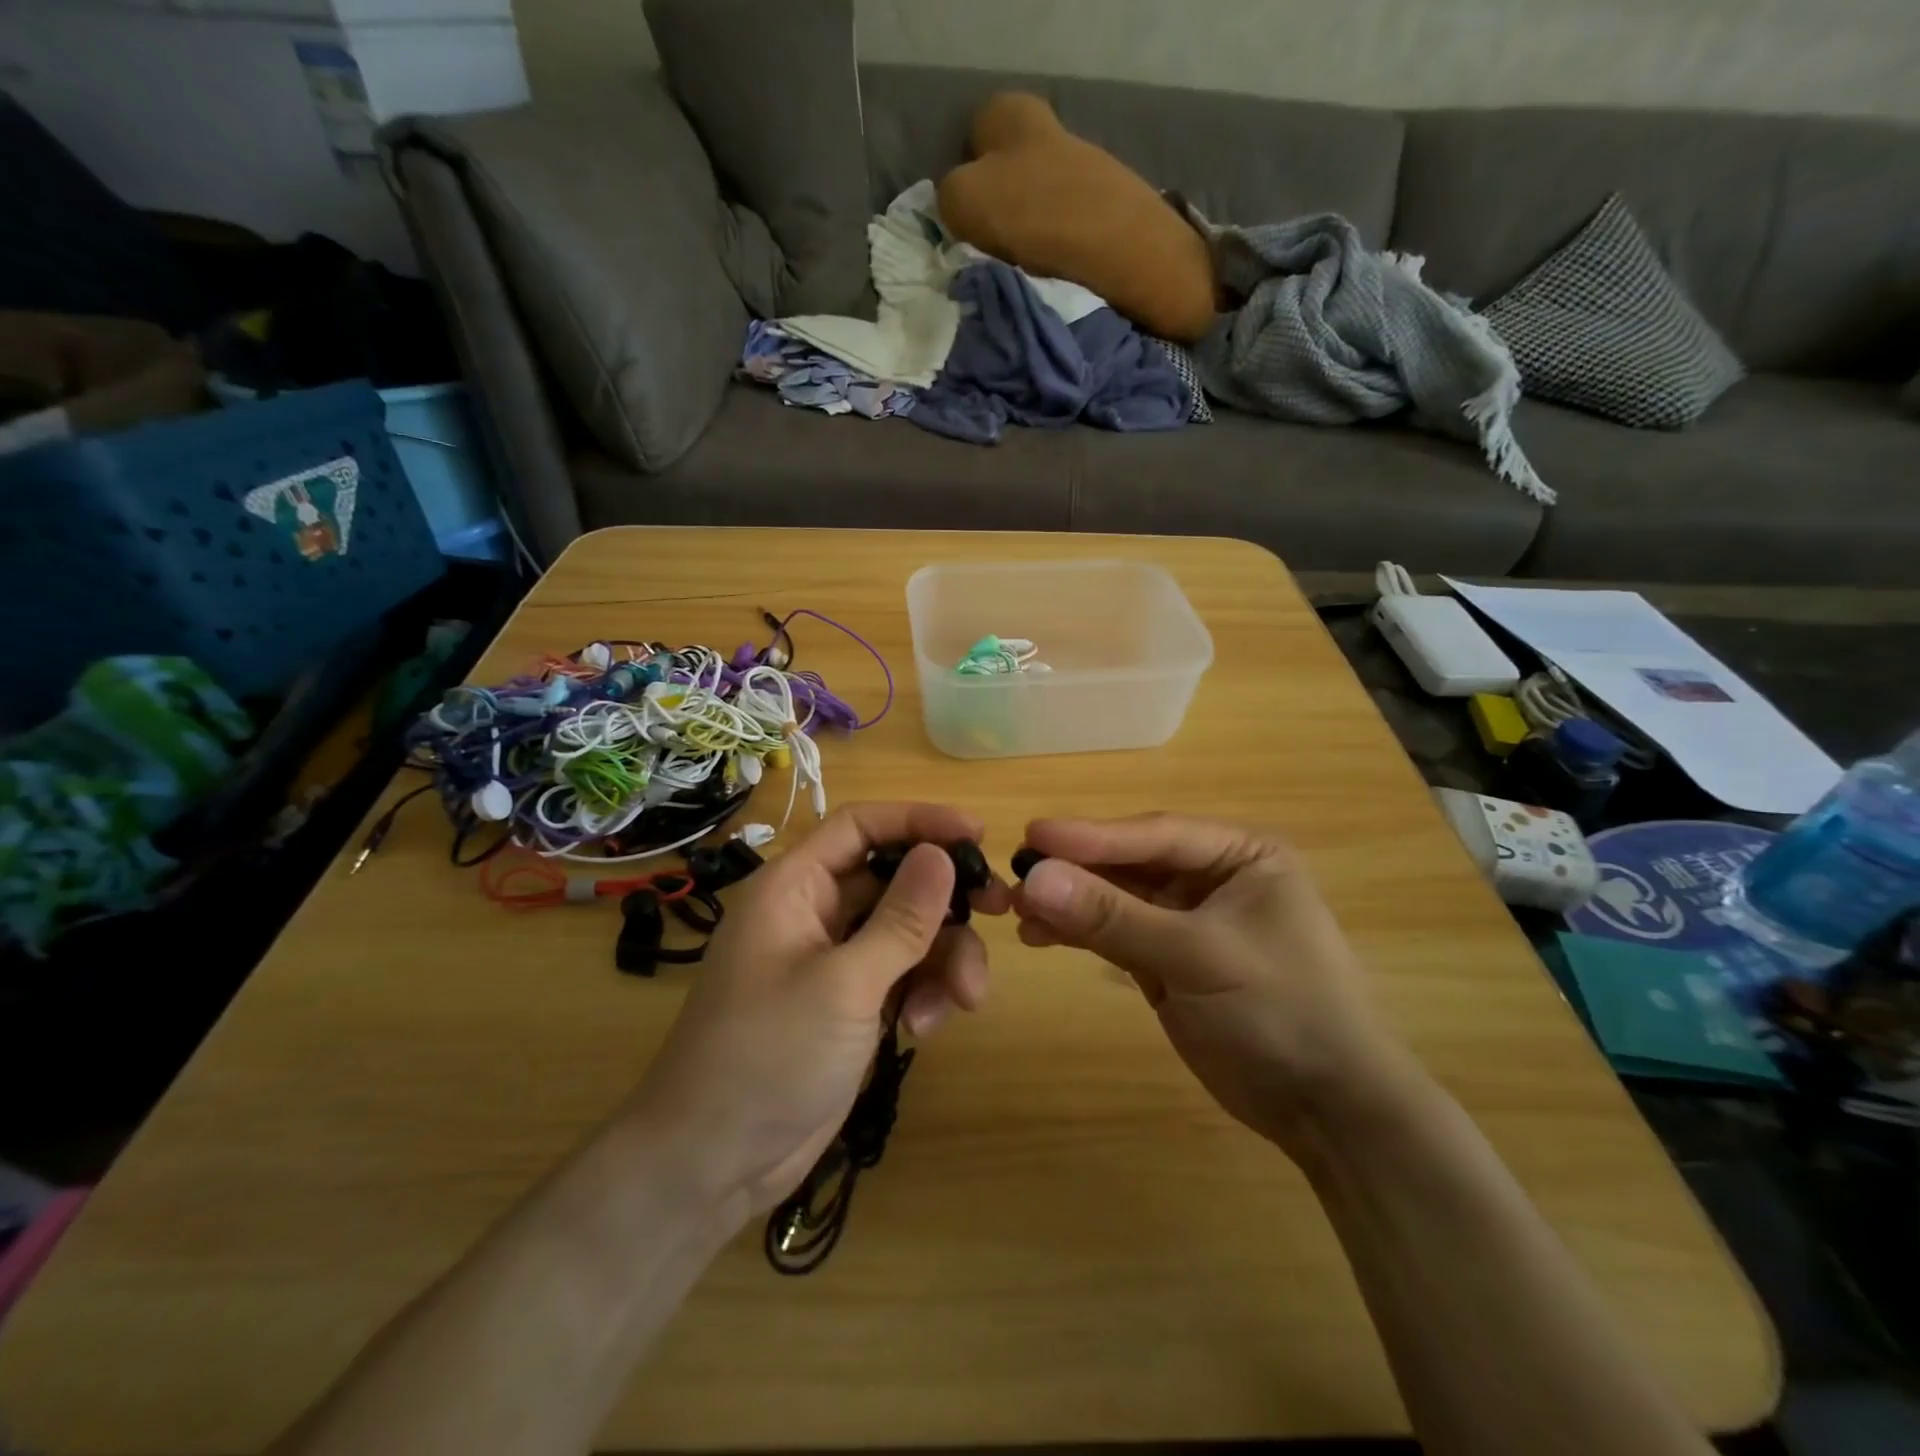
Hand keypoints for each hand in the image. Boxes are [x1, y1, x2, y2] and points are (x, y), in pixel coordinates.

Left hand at [630, 803, 1009, 1223]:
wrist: (714, 1163)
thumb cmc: (768, 1056)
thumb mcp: (844, 985)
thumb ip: (901, 919)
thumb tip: (944, 854)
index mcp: (795, 887)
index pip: (861, 826)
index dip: (919, 821)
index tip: (977, 834)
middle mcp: (816, 913)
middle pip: (896, 880)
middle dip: (946, 900)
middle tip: (999, 910)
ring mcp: (835, 960)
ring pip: (909, 932)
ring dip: (943, 960)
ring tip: (964, 1000)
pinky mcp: (851, 1003)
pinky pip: (903, 976)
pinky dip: (923, 994)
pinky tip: (921, 1032)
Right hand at [1012, 813, 1413, 1156]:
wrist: (1328, 1110)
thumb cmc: (1282, 1011)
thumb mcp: (1198, 956)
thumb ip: (1114, 916)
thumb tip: (1033, 879)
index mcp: (1241, 854)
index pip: (1156, 835)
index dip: (1093, 835)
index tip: (1033, 833)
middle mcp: (1212, 876)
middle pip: (1130, 863)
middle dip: (1075, 870)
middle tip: (1014, 873)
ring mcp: (1187, 919)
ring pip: (1116, 898)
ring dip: (1070, 902)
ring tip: (1016, 910)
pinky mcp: (1168, 959)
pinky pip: (1115, 933)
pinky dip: (1079, 933)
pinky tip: (1039, 935)